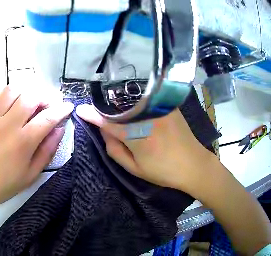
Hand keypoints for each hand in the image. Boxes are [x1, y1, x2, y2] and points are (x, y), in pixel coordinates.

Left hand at [0, 86, 73, 218]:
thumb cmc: (1, 185)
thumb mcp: (30, 175)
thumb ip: (47, 151)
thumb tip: (58, 130)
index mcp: (23, 141)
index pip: (48, 117)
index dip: (62, 109)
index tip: (68, 106)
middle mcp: (8, 125)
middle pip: (30, 97)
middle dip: (44, 97)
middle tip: (47, 106)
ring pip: (10, 91)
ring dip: (24, 93)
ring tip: (27, 103)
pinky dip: (1, 94)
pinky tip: (6, 104)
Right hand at [76, 104, 214, 192]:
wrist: (192, 163)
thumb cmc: (163, 171)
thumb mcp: (135, 169)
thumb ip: (115, 151)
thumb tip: (105, 133)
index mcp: (137, 136)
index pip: (108, 122)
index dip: (93, 115)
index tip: (81, 109)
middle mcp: (146, 116)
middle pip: (119, 108)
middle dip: (109, 113)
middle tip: (109, 123)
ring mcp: (158, 108)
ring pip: (132, 102)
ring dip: (123, 108)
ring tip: (126, 120)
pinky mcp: (166, 104)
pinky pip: (145, 100)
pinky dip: (137, 104)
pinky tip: (140, 113)